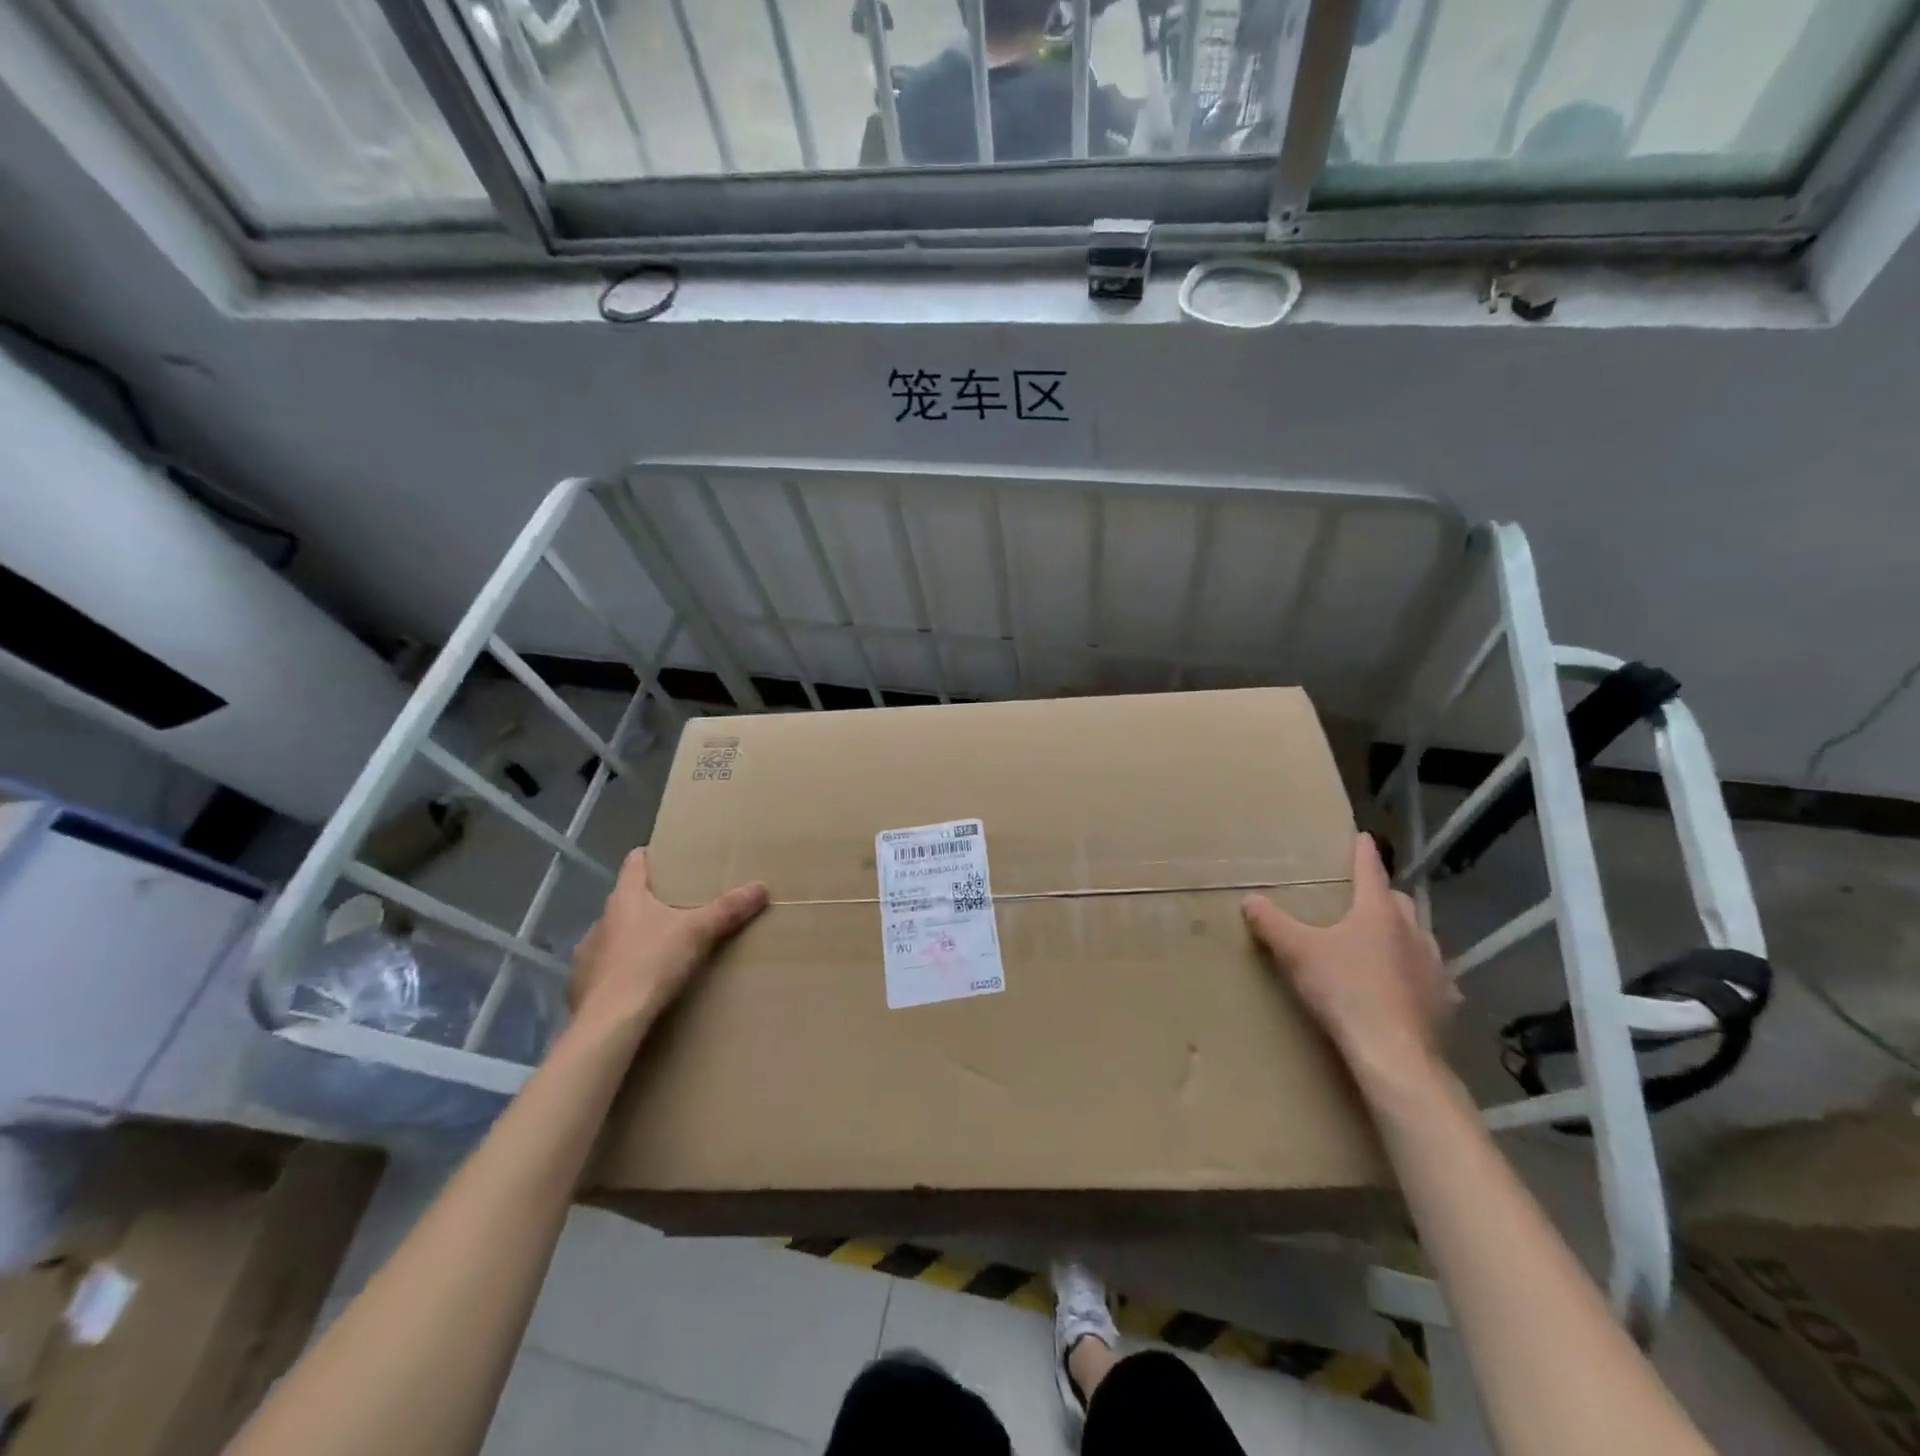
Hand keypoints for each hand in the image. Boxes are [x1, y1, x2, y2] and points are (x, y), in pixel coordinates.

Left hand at [569, 849, 768, 1027]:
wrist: (609, 1023)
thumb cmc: (651, 964)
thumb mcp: (698, 933)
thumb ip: (728, 909)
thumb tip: (761, 886)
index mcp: (625, 898)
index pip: (634, 862)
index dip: (652, 856)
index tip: (672, 858)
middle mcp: (601, 920)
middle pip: (627, 900)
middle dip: (651, 902)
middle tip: (681, 908)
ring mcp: (587, 954)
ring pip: (614, 935)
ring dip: (634, 938)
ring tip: (661, 949)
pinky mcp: (581, 986)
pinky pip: (604, 968)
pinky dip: (621, 970)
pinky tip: (639, 983)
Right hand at [1242, 833, 1458, 1086]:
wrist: (1393, 1052)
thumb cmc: (1344, 989)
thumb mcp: (1296, 952)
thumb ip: (1272, 923)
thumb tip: (1249, 899)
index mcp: (1378, 912)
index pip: (1370, 871)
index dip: (1363, 853)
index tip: (1363, 837)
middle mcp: (1413, 931)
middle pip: (1399, 902)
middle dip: (1383, 896)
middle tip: (1364, 898)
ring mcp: (1435, 967)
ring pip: (1420, 937)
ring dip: (1403, 934)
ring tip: (1384, 942)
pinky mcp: (1445, 1001)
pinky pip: (1433, 977)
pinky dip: (1419, 974)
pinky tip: (1409, 987)